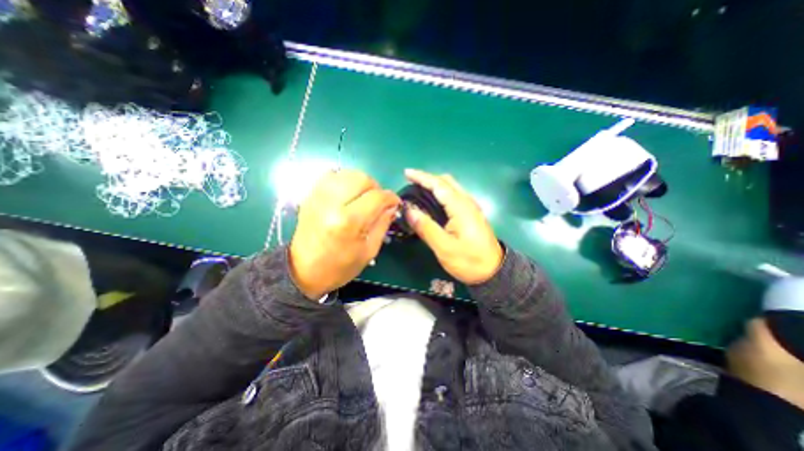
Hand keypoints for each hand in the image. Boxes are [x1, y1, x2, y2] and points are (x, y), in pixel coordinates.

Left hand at [291, 169, 399, 298]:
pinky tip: (347, 194)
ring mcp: (318, 196)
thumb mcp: (369, 251)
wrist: (303, 270)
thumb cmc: (340, 266)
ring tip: (363, 197)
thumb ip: (382, 224)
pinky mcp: (310, 195)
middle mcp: (332, 203)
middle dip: (376, 188)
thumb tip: (392, 206)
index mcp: (348, 222)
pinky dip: (344, 180)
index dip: (391, 198)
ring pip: (347, 173)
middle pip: (362, 178)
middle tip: (378, 201)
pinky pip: (331, 175)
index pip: (377, 197)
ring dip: (360, 182)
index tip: (395, 203)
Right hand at [409, 169, 499, 285]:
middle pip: (446, 181)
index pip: (439, 185)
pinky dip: (442, 192)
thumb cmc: (469, 261)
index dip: (422, 177)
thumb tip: (409, 210)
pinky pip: (455, 194)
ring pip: (452, 187)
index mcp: (461, 207)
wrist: (494, 271)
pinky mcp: (472, 213)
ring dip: (435, 184)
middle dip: (428, 178)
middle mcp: (467, 202)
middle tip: (411, 182)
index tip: (407, 173)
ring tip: (419, 189)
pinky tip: (434, 200)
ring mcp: (471, 207)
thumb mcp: (444, 248)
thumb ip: (426, 228)